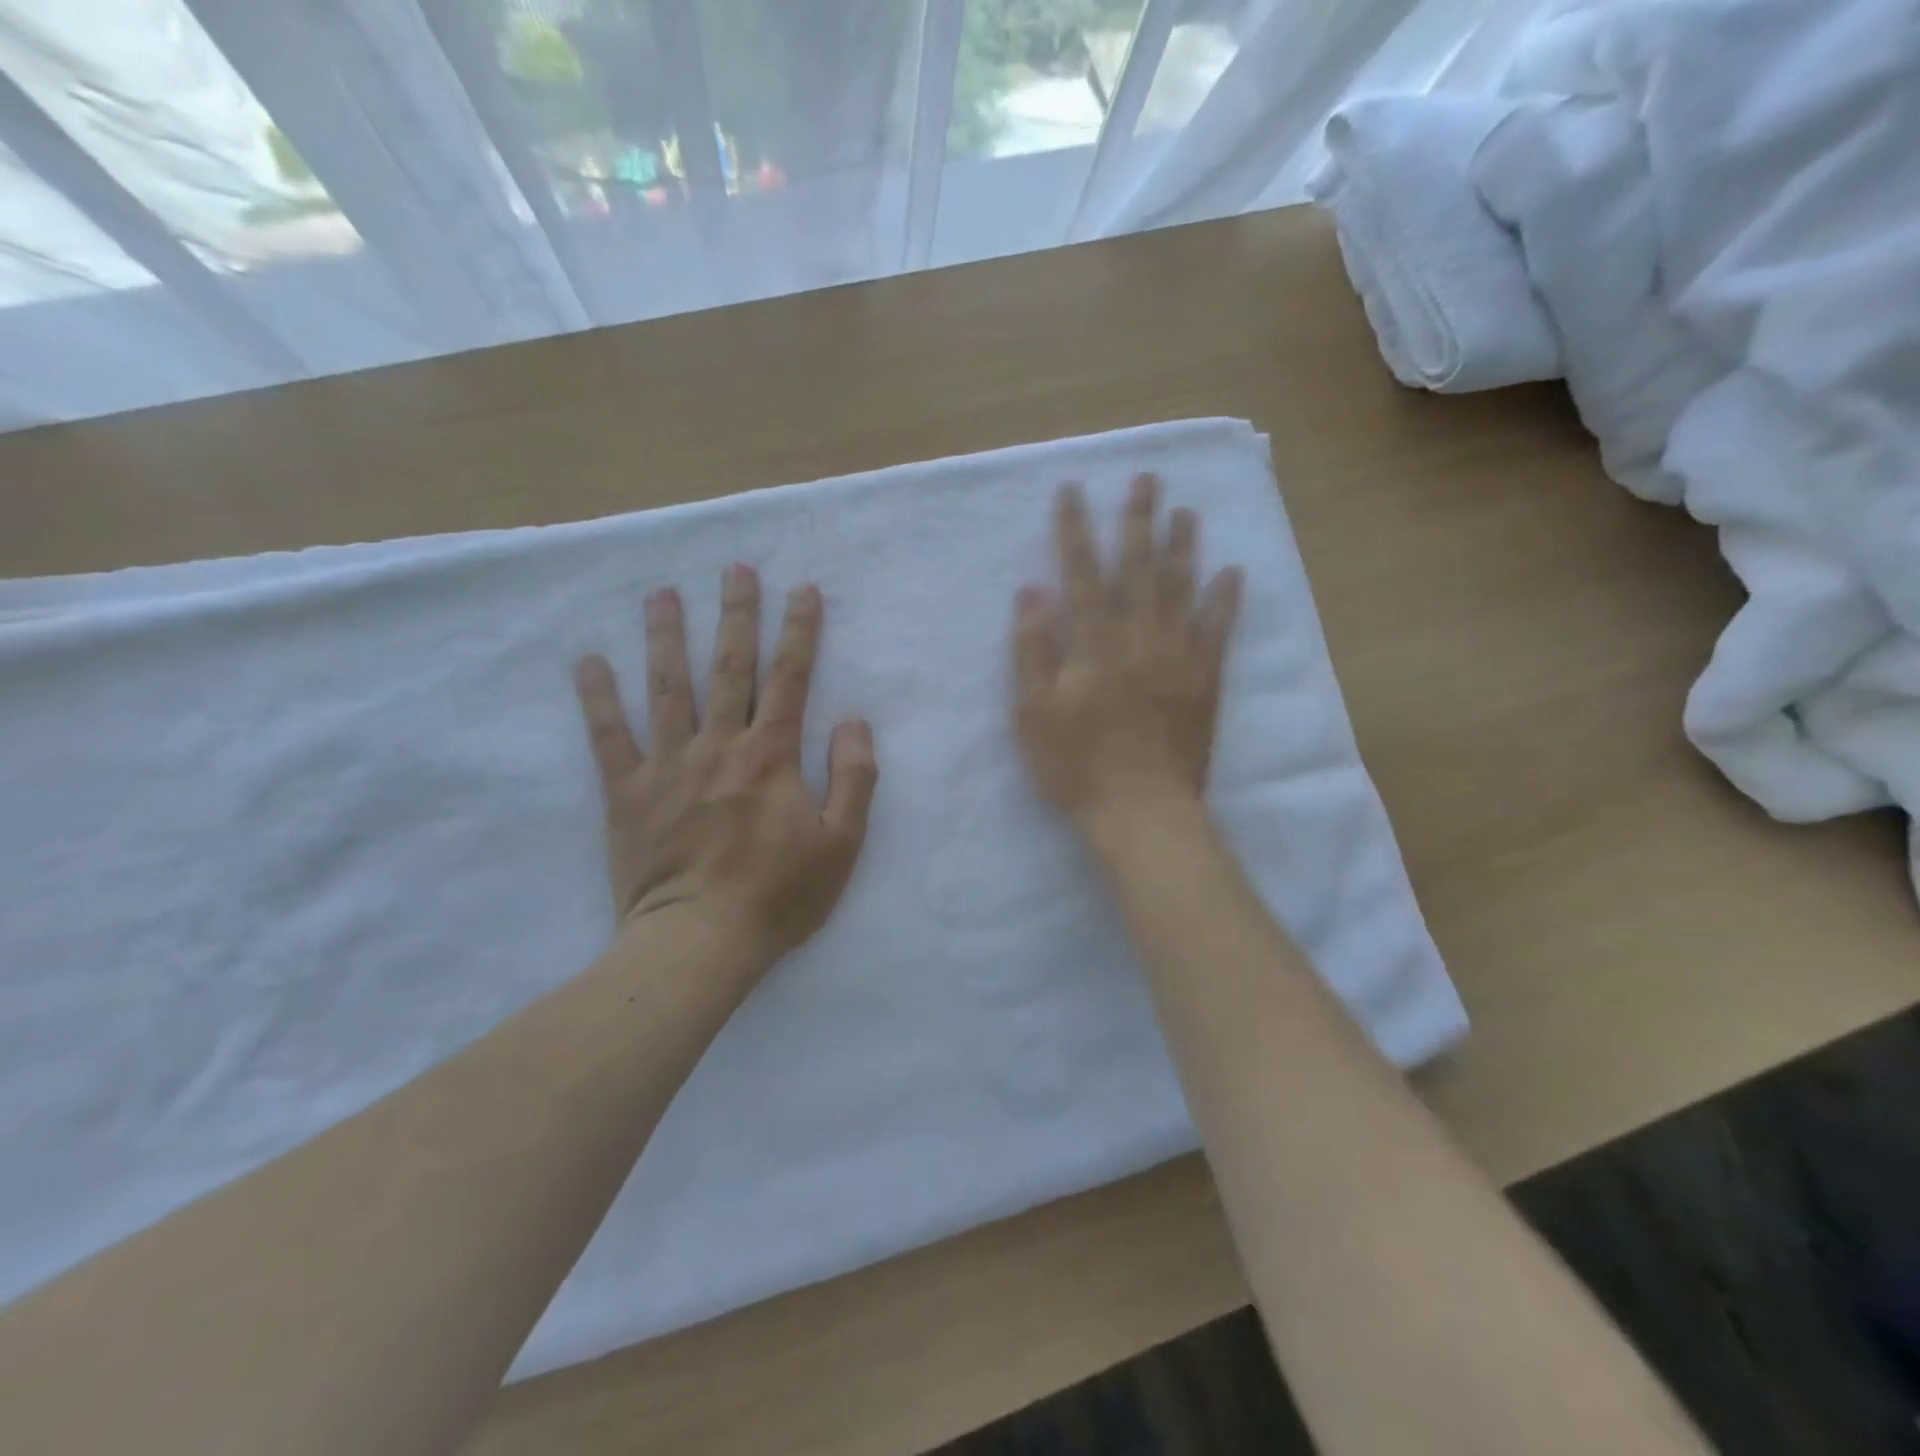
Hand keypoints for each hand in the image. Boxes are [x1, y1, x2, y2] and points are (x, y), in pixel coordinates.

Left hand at [572, 565, 876, 965]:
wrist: (698, 944)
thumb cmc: (778, 896)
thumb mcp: (841, 843)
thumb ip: (853, 777)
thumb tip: (852, 720)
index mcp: (771, 755)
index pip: (790, 678)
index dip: (799, 631)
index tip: (803, 589)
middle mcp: (718, 746)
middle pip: (728, 668)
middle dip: (736, 614)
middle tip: (734, 567)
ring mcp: (667, 766)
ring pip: (666, 688)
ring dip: (666, 637)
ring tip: (662, 594)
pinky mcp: (628, 794)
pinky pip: (608, 737)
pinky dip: (597, 698)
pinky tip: (588, 662)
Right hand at [1012, 474, 1242, 829]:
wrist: (1143, 811)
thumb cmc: (1077, 766)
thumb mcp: (1034, 712)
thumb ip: (1032, 649)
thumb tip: (1032, 591)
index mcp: (1094, 642)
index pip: (1081, 572)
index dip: (1075, 529)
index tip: (1073, 490)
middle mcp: (1139, 636)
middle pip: (1139, 567)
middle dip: (1139, 519)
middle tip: (1146, 478)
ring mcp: (1178, 656)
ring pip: (1183, 588)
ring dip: (1183, 545)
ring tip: (1185, 510)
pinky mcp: (1205, 680)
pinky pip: (1219, 629)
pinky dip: (1226, 598)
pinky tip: (1232, 572)